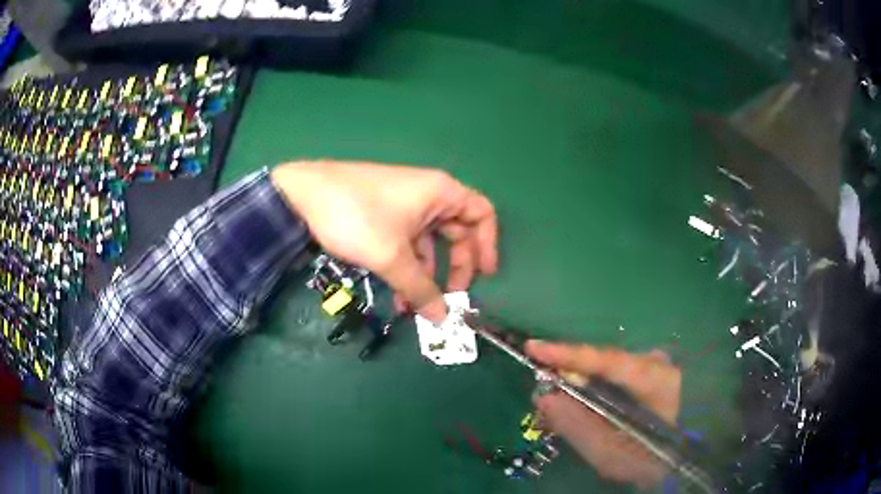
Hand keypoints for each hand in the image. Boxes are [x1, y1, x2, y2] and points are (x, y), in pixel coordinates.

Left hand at [271, 161, 497, 321]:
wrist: (301, 195)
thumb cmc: (356, 218)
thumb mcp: (392, 257)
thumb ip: (421, 289)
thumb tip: (443, 319)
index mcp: (441, 193)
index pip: (482, 214)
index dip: (488, 245)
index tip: (485, 276)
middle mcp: (429, 195)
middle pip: (458, 232)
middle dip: (456, 267)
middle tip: (451, 297)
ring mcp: (405, 204)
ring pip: (429, 242)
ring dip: (426, 275)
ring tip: (415, 307)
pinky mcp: (385, 214)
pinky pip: (407, 242)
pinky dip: (407, 267)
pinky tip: (398, 294)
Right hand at [525, 341, 681, 488]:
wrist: (678, 457)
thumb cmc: (647, 458)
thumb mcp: (609, 453)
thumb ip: (577, 426)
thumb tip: (543, 398)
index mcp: (655, 380)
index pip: (607, 360)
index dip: (568, 354)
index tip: (533, 348)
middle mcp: (655, 362)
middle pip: (603, 362)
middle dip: (568, 372)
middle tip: (538, 384)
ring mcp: (654, 364)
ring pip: (606, 368)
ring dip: (578, 382)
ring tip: (554, 401)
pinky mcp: (648, 371)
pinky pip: (612, 374)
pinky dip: (591, 387)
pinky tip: (578, 403)